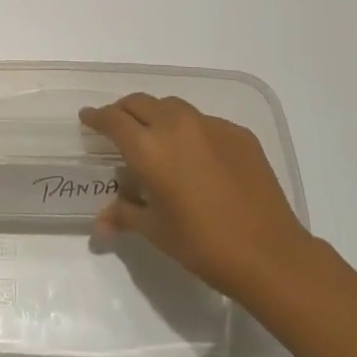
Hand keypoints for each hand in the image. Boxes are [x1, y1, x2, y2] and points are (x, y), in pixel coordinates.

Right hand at [79, 94, 312, 298]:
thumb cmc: (202, 244)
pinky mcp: (238, 134)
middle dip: (124, 111)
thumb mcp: (155, 231)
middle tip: (117, 126)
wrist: (269, 253)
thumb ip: (124, 215)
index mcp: (149, 148)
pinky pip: (204, 122)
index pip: (113, 120)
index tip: (87, 118)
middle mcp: (176, 126)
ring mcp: (211, 126)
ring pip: (172, 107)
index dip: (96, 117)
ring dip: (156, 115)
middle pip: (140, 103)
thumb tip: (100, 224)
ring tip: (155, 136)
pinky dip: (189, 130)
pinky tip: (196, 156)